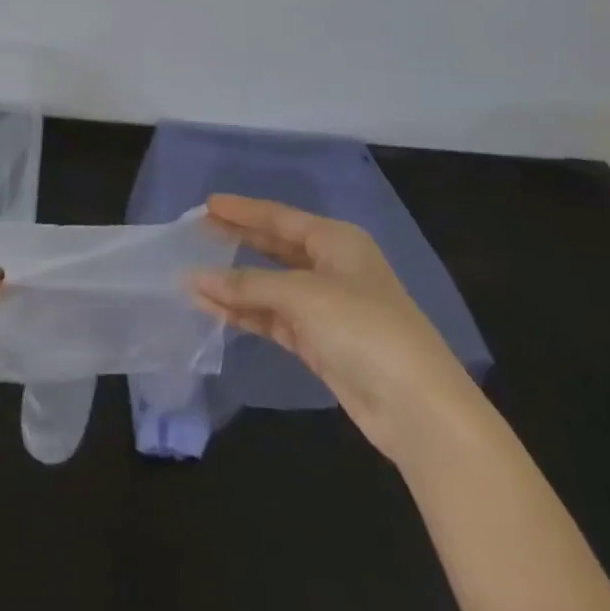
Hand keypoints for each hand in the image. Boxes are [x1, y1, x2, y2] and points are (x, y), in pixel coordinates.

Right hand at [191, 194, 473, 463]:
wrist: (416, 407)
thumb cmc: (363, 328)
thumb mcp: (303, 295)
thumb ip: (248, 285)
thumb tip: (197, 279)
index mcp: (337, 241)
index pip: (281, 217)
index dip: (244, 211)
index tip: (208, 204)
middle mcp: (332, 267)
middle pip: (275, 248)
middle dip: (238, 241)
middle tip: (198, 233)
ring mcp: (326, 308)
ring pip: (271, 287)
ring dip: (235, 285)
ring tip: (193, 278)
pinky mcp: (320, 343)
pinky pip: (274, 318)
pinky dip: (246, 314)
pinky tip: (215, 310)